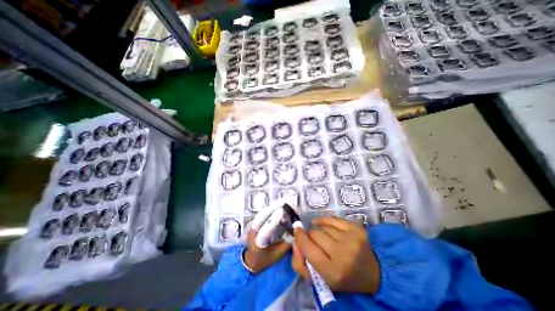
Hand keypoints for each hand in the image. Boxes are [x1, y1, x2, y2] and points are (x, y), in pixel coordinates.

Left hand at [243, 199, 294, 271]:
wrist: (250, 259)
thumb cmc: (264, 260)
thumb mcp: (277, 255)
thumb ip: (286, 244)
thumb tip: (296, 232)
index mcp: (257, 244)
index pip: (264, 231)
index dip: (273, 221)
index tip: (282, 211)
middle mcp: (252, 233)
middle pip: (261, 218)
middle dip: (272, 208)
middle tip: (284, 202)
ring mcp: (252, 226)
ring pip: (261, 214)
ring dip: (272, 207)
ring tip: (283, 202)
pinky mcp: (254, 222)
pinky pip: (262, 214)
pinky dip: (270, 209)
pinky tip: (278, 206)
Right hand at [290, 216, 381, 293]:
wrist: (373, 273)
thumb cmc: (344, 277)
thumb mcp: (320, 279)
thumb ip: (301, 263)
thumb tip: (295, 240)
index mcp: (332, 272)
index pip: (307, 248)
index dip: (299, 238)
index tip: (297, 232)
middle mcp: (342, 254)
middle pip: (314, 234)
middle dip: (310, 235)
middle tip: (313, 240)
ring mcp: (351, 238)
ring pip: (323, 226)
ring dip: (319, 230)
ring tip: (324, 237)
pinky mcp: (356, 228)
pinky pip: (332, 218)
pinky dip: (325, 220)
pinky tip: (323, 224)